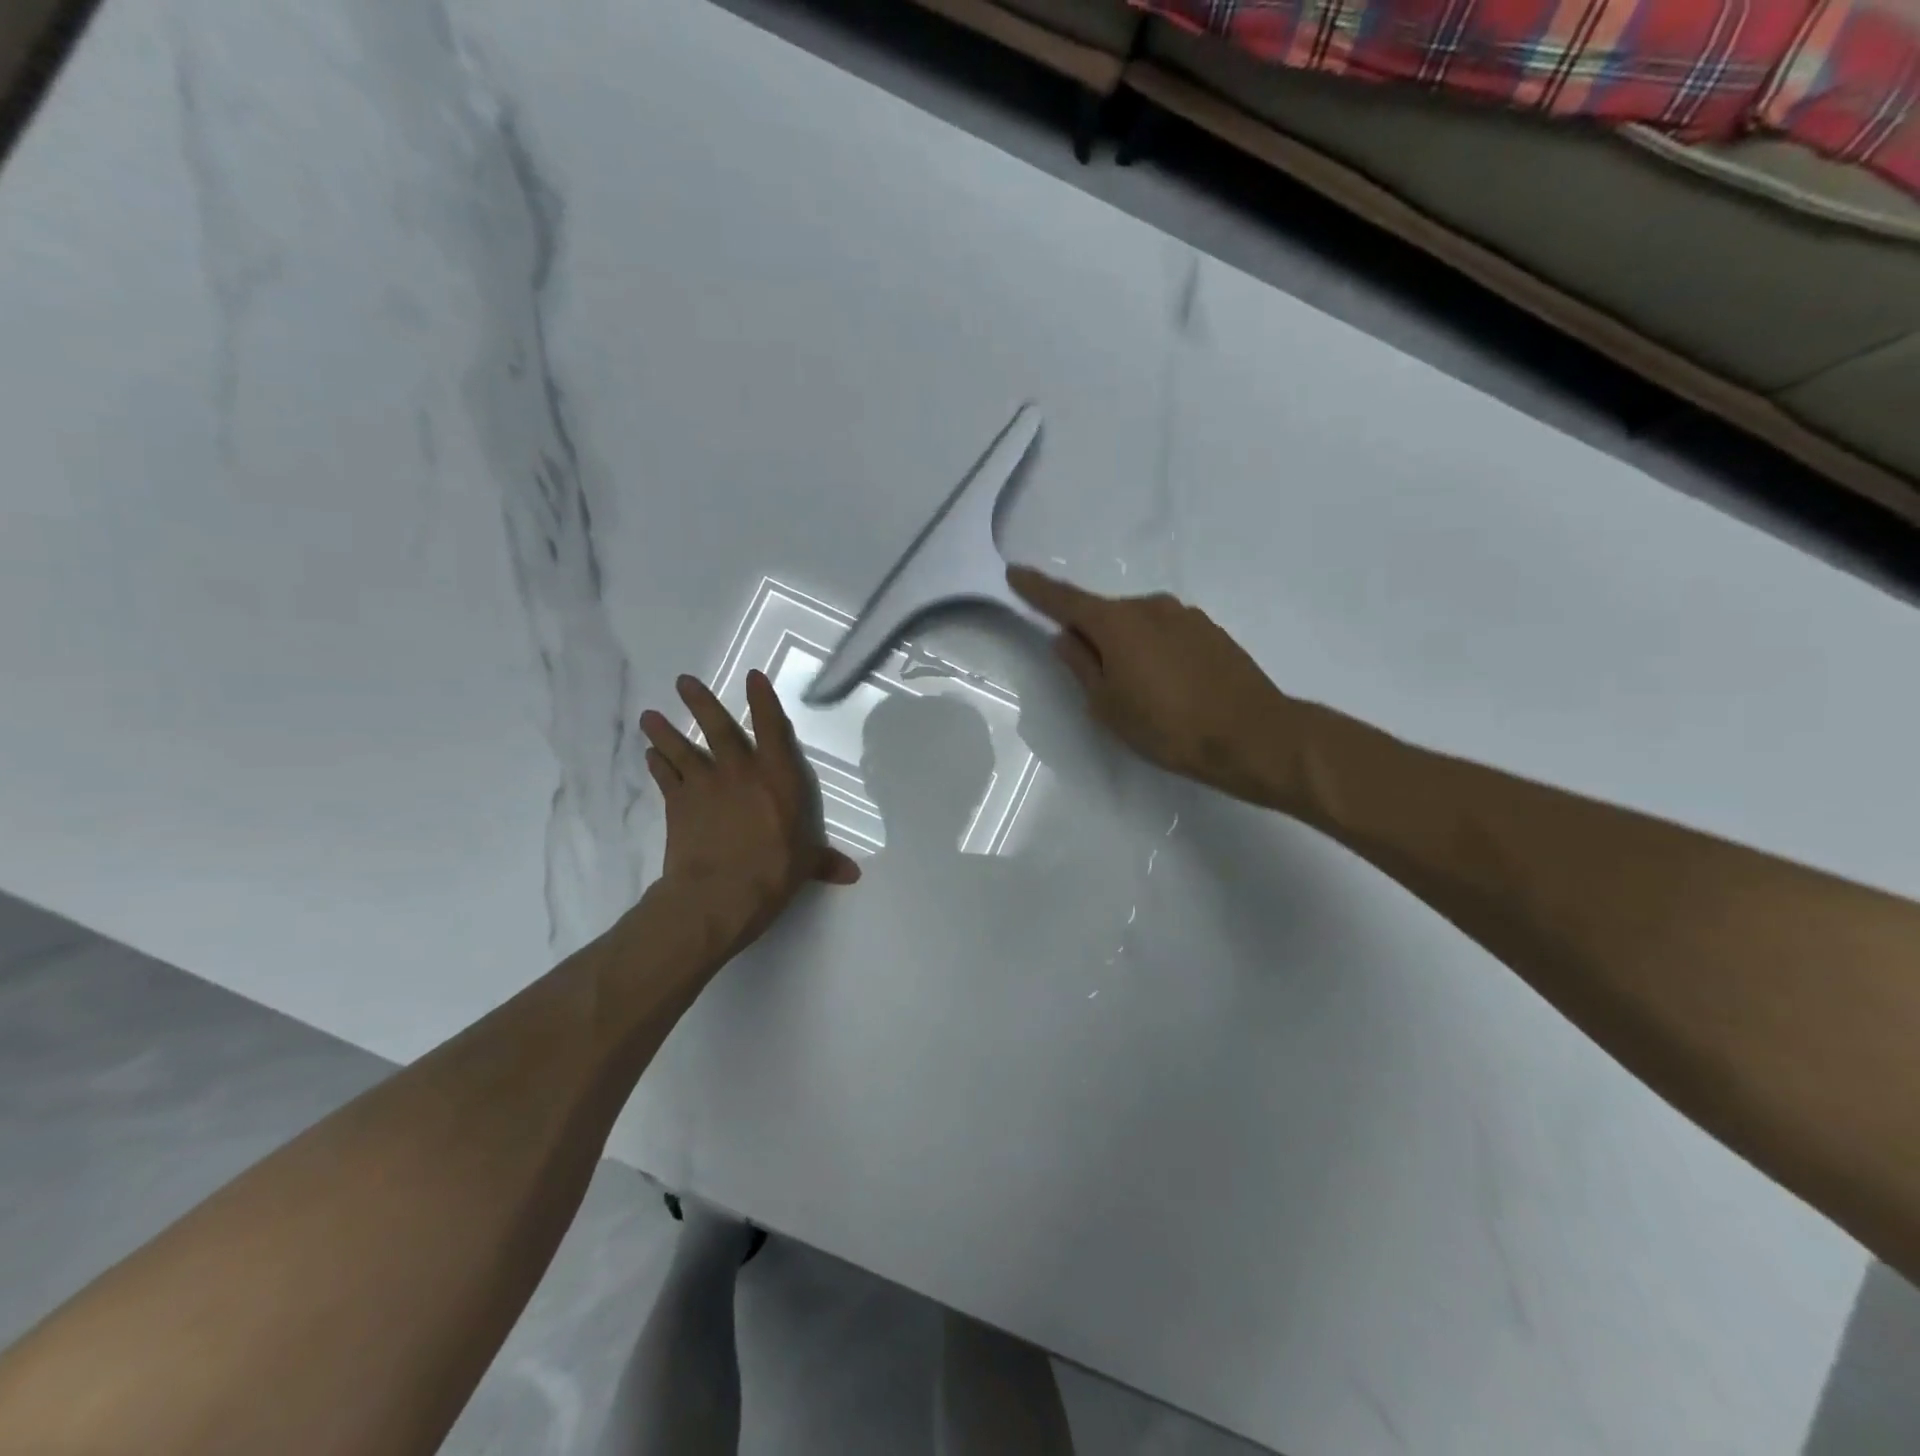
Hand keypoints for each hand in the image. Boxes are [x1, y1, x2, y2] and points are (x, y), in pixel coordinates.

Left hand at [639, 671, 859, 968]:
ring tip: (649, 716)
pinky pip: (665, 778)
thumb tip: (852, 874)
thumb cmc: (773, 872)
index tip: (752, 676)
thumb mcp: (806, 865)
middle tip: (683, 681)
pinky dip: (656, 765)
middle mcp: (740, 772)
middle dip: (700, 703)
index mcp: (777, 777)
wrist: (719, 893)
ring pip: (682, 749)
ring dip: (664, 732)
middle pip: (718, 729)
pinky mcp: (678, 805)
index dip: (762, 700)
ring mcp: (705, 785)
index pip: (772, 729)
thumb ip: (825, 862)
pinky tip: (649, 756)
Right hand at [1007, 566, 1294, 802]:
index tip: (1015, 573)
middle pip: (1105, 614)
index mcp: (1117, 623)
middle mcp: (1150, 607)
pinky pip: (1166, 634)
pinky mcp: (1211, 631)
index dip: (1037, 589)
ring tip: (1136, 690)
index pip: (1065, 600)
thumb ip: (1081, 666)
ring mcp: (1185, 616)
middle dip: (1091, 635)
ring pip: (1138, 625)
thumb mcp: (1108, 705)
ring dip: (1126, 646)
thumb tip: (1066, 638)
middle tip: (1091, 677)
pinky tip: (1167, 685)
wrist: (1251, 735)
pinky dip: (1154, 650)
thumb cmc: (1167, 726)